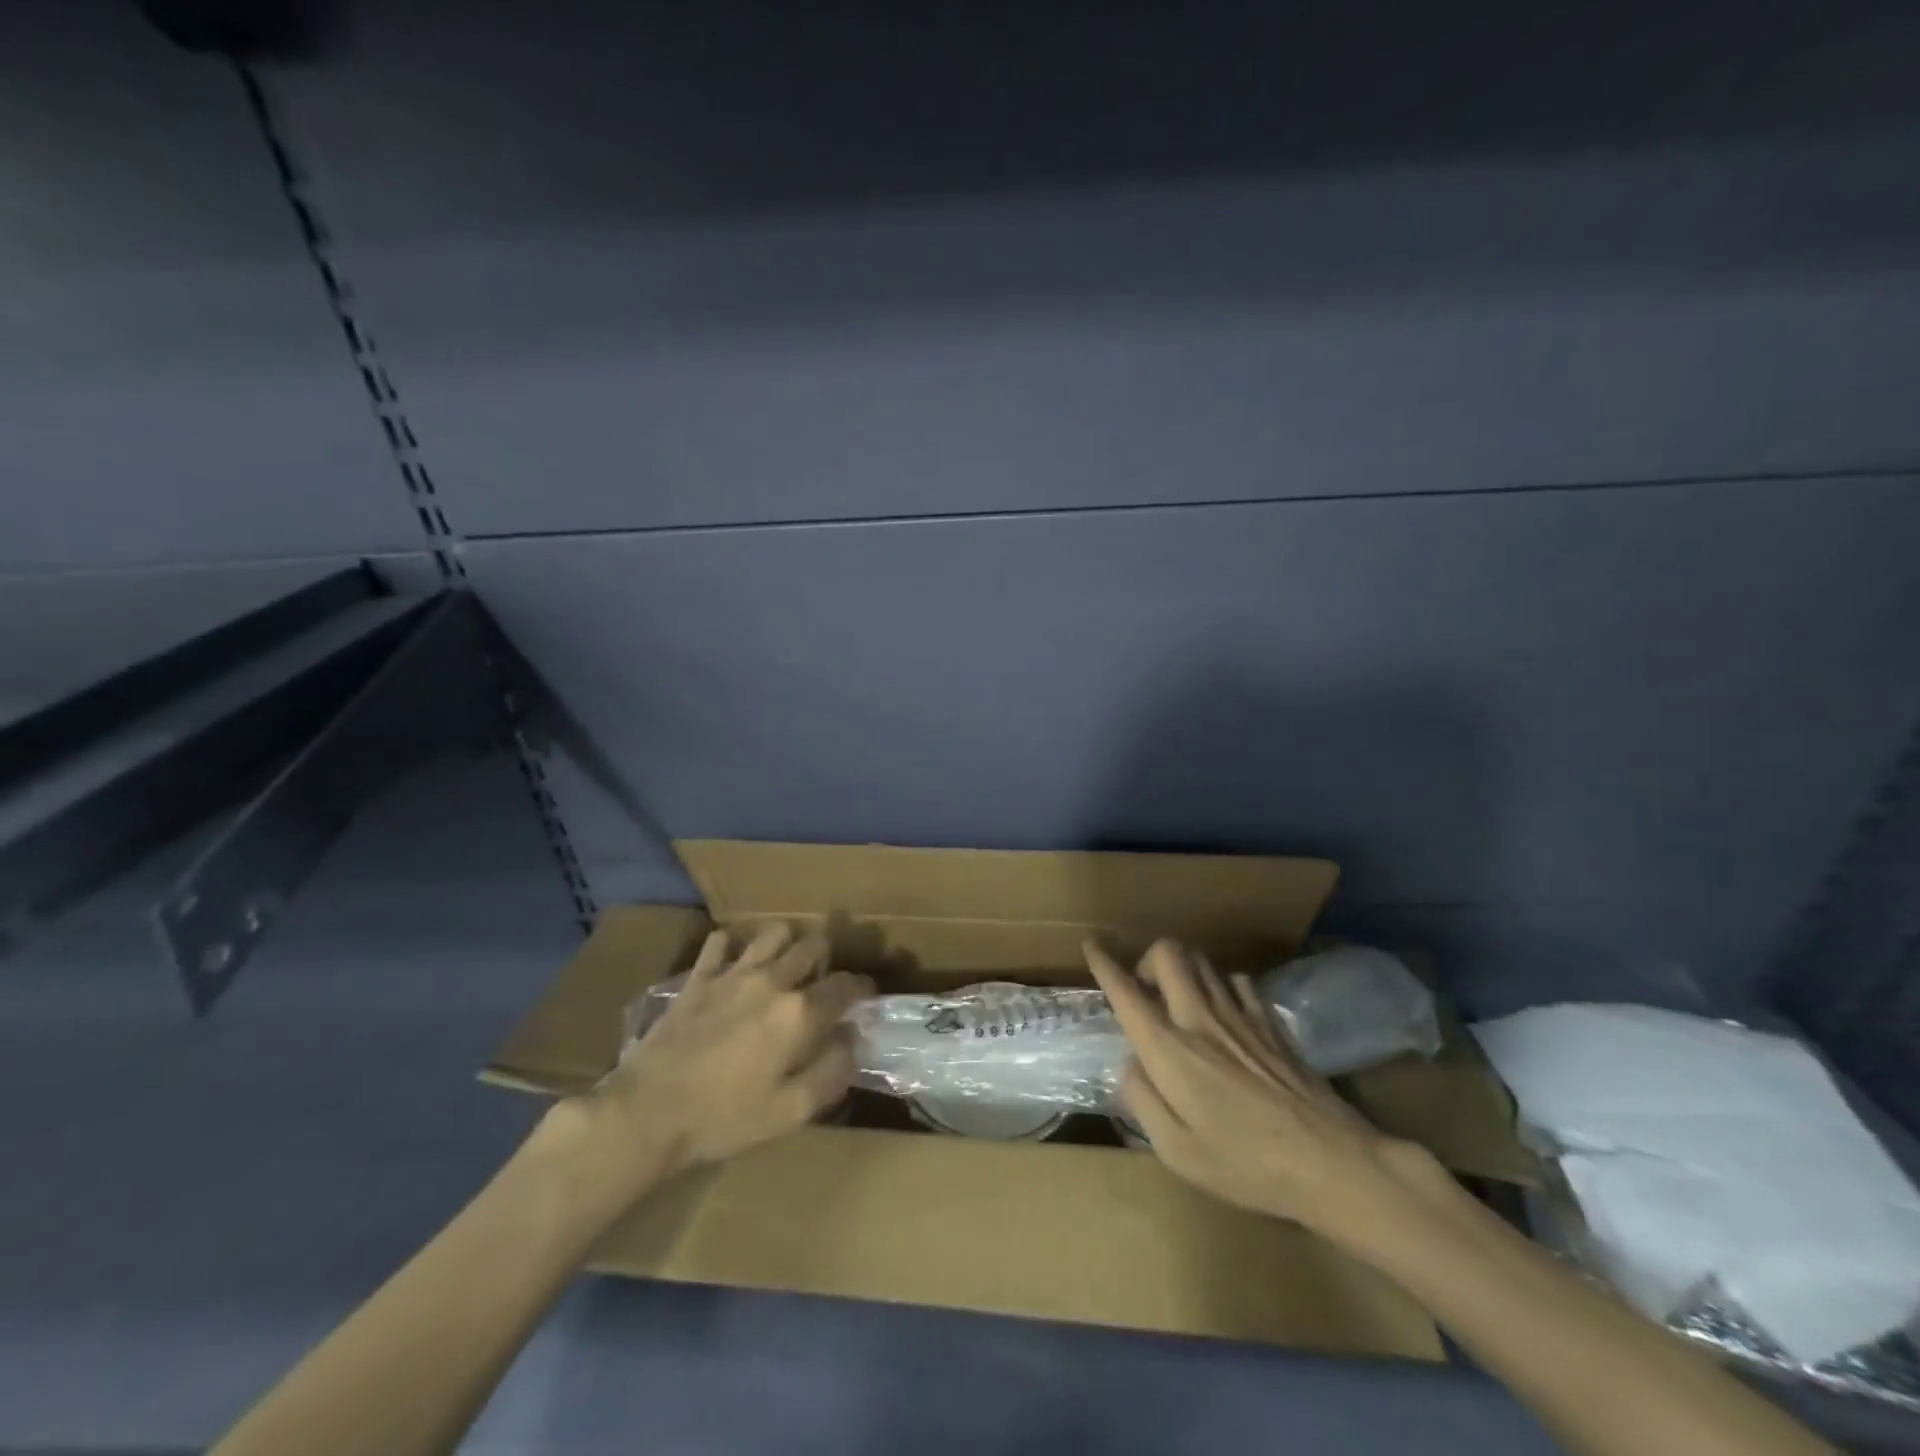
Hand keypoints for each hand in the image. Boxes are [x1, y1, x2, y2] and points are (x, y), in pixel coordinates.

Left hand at [540, 923, 872, 1214]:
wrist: (647, 1113)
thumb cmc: (723, 1119)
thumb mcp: (789, 1113)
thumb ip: (831, 1073)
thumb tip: (852, 1041)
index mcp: (800, 1013)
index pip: (847, 984)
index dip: (862, 989)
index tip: (864, 998)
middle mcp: (773, 981)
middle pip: (814, 946)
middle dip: (826, 960)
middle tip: (819, 985)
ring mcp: (733, 974)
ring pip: (773, 933)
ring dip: (786, 945)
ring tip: (782, 968)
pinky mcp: (699, 977)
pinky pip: (720, 942)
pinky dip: (733, 948)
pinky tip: (734, 967)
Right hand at [1085, 938, 1442, 1248]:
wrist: (1331, 1162)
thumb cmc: (1246, 1165)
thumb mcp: (1177, 1151)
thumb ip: (1143, 1100)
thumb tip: (1132, 1065)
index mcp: (1170, 1049)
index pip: (1127, 991)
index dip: (1104, 963)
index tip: (1092, 945)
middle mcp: (1200, 1018)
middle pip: (1169, 952)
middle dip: (1148, 959)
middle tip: (1145, 990)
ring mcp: (1239, 1015)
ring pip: (1202, 960)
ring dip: (1183, 970)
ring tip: (1180, 1001)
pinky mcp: (1270, 1022)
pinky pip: (1237, 981)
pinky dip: (1220, 987)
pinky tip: (1223, 1015)